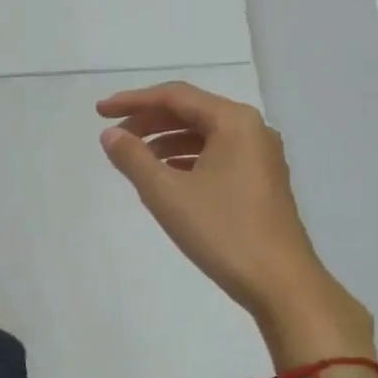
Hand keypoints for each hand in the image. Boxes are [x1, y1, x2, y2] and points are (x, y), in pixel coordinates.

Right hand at [97, 81, 371, 352]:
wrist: (278, 280)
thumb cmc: (221, 231)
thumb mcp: (167, 193)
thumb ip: (133, 158)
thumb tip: (110, 134)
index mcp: (234, 122)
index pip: (175, 96)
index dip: (133, 101)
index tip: (99, 112)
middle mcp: (252, 130)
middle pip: (191, 112)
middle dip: (149, 121)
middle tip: (113, 136)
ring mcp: (260, 157)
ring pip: (203, 136)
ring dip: (165, 142)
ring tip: (133, 159)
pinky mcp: (260, 182)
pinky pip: (215, 157)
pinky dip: (185, 160)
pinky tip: (164, 178)